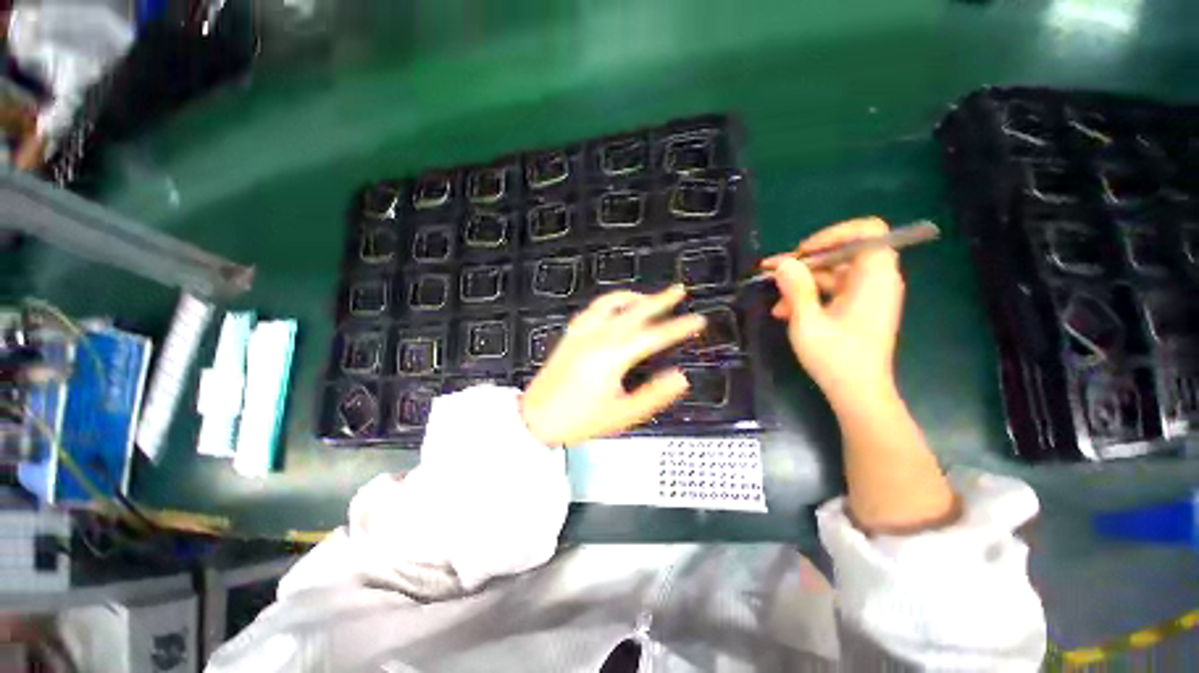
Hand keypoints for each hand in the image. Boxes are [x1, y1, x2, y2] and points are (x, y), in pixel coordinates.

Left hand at [521, 286, 706, 445]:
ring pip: (610, 304)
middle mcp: (597, 338)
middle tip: (678, 290)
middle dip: (659, 300)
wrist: (535, 419)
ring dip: (632, 297)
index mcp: (611, 358)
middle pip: (634, 312)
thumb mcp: (622, 415)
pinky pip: (591, 310)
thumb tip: (681, 377)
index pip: (653, 336)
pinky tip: (615, 306)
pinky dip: (608, 303)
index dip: (678, 327)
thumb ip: (653, 395)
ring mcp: (581, 333)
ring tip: (648, 296)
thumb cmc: (579, 421)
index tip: (698, 320)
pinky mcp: (570, 335)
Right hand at [762, 217, 904, 407]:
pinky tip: (785, 312)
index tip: (803, 252)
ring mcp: (867, 295)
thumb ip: (796, 288)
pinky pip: (833, 291)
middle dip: (806, 262)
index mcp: (874, 277)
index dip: (833, 234)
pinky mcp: (858, 308)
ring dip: (801, 284)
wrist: (858, 393)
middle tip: (775, 273)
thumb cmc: (836, 358)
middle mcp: (876, 280)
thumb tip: (783, 262)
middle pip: (842, 252)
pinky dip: (810, 297)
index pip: (866, 231)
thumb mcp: (807, 321)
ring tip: (776, 303)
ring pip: (832, 274)